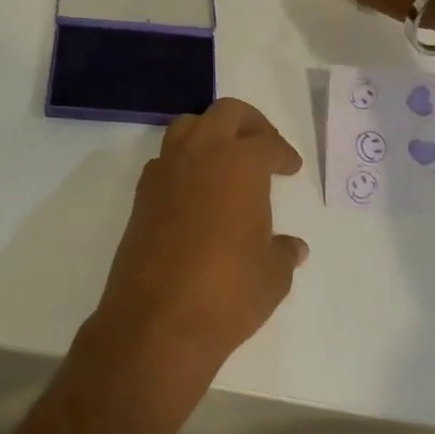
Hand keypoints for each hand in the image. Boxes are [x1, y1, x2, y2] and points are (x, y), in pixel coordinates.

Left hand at [83, 100, 307, 404]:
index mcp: (239, 164)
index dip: (283, 153)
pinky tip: (197, 190)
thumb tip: (292, 247)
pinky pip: (166, 159)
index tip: (290, 167)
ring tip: (227, 160)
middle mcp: (200, 155)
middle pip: (225, 114)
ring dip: (210, 133)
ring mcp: (165, 172)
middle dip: (249, 124)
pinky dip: (184, 162)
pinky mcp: (142, 195)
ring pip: (188, 127)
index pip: (266, 143)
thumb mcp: (272, 275)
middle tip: (264, 146)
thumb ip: (283, 253)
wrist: (157, 320)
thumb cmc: (228, 292)